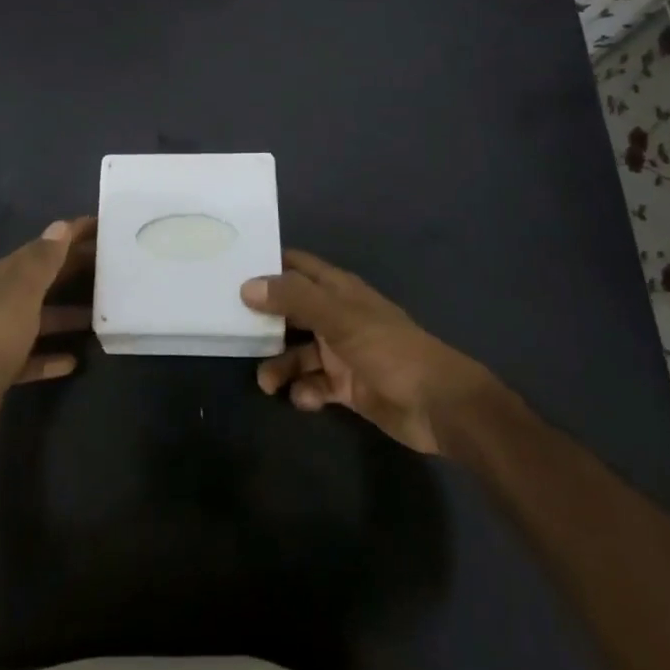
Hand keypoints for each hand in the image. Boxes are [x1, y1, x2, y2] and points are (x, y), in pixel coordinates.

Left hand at [0, 217, 93, 457]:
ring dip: (68, 314)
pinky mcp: (3, 369)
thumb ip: (42, 261)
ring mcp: (0, 336)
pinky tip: (75, 360)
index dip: (70, 235)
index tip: (103, 227)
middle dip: (74, 270)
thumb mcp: (20, 294)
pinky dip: (53, 355)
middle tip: (113, 267)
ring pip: (41, 318)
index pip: (42, 247)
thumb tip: (61, 227)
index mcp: (1, 277)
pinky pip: (34, 356)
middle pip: (43, 280)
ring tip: (103, 314)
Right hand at [240, 248, 509, 457]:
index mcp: (338, 290)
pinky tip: (304, 399)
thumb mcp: (338, 317)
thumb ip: (294, 299)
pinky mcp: (347, 387)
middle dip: (264, 320)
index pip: (296, 266)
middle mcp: (336, 316)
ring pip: (299, 352)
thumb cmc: (389, 349)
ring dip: (280, 364)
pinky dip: (305, 391)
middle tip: (231, 329)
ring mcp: (342, 352)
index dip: (268, 265)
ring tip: (266, 383)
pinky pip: (314, 384)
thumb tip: (247, 285)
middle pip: (291, 310)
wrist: (438, 405)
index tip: (232, 269)